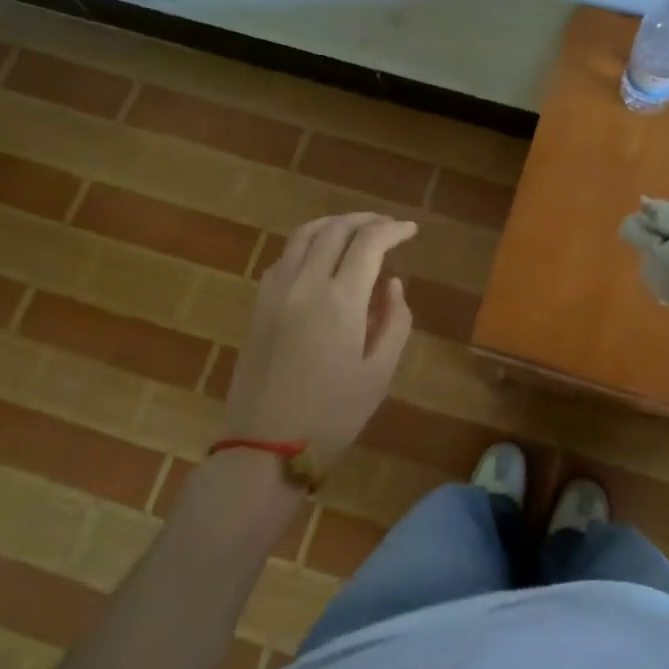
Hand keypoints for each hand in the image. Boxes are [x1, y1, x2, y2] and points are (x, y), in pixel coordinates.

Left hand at [223, 213, 417, 456]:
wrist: (264, 447)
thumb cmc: (332, 415)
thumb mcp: (379, 373)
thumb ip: (394, 321)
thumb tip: (392, 283)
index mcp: (339, 300)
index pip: (368, 243)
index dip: (393, 230)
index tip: (411, 230)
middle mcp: (304, 284)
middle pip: (335, 229)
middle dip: (366, 220)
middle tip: (388, 226)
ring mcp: (275, 292)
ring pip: (304, 235)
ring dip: (334, 224)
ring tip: (356, 230)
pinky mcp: (258, 305)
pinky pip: (284, 256)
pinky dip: (308, 244)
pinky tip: (321, 257)